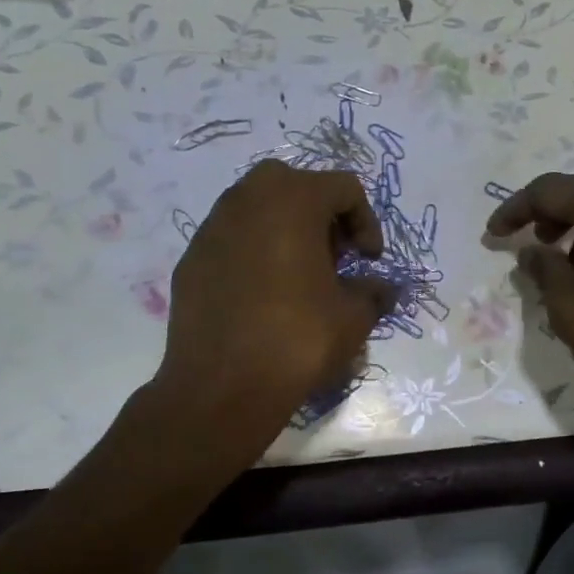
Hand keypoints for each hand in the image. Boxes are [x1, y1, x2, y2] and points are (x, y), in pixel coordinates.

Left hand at [155, 162, 392, 448]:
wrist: (221, 388)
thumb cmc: (297, 340)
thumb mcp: (353, 317)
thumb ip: (373, 292)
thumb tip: (383, 289)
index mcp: (293, 200)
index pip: (343, 187)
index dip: (366, 220)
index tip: (369, 260)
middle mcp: (247, 199)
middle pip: (295, 184)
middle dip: (322, 214)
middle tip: (335, 257)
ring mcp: (212, 227)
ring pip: (257, 207)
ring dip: (285, 229)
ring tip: (300, 275)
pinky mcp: (190, 258)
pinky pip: (231, 238)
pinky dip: (253, 251)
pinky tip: (263, 294)